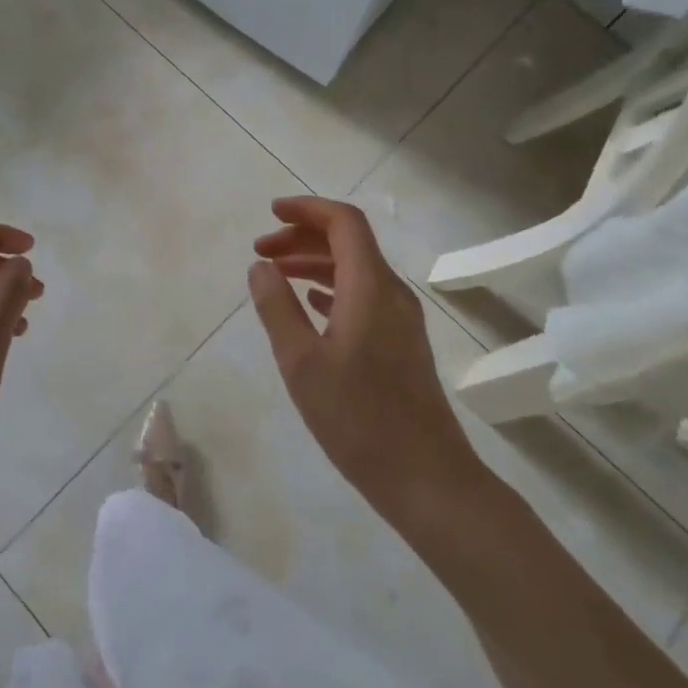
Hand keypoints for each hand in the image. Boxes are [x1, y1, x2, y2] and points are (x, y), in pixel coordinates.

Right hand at [249, 197, 481, 519]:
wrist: (427, 479)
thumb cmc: (358, 419)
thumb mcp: (302, 363)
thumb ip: (277, 308)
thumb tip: (259, 266)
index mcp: (371, 287)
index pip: (343, 222)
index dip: (306, 209)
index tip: (270, 214)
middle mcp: (392, 293)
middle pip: (348, 242)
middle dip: (303, 238)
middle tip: (261, 253)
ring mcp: (401, 319)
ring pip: (355, 270)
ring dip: (315, 264)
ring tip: (276, 277)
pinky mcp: (402, 344)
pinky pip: (364, 296)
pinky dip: (332, 288)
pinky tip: (311, 305)